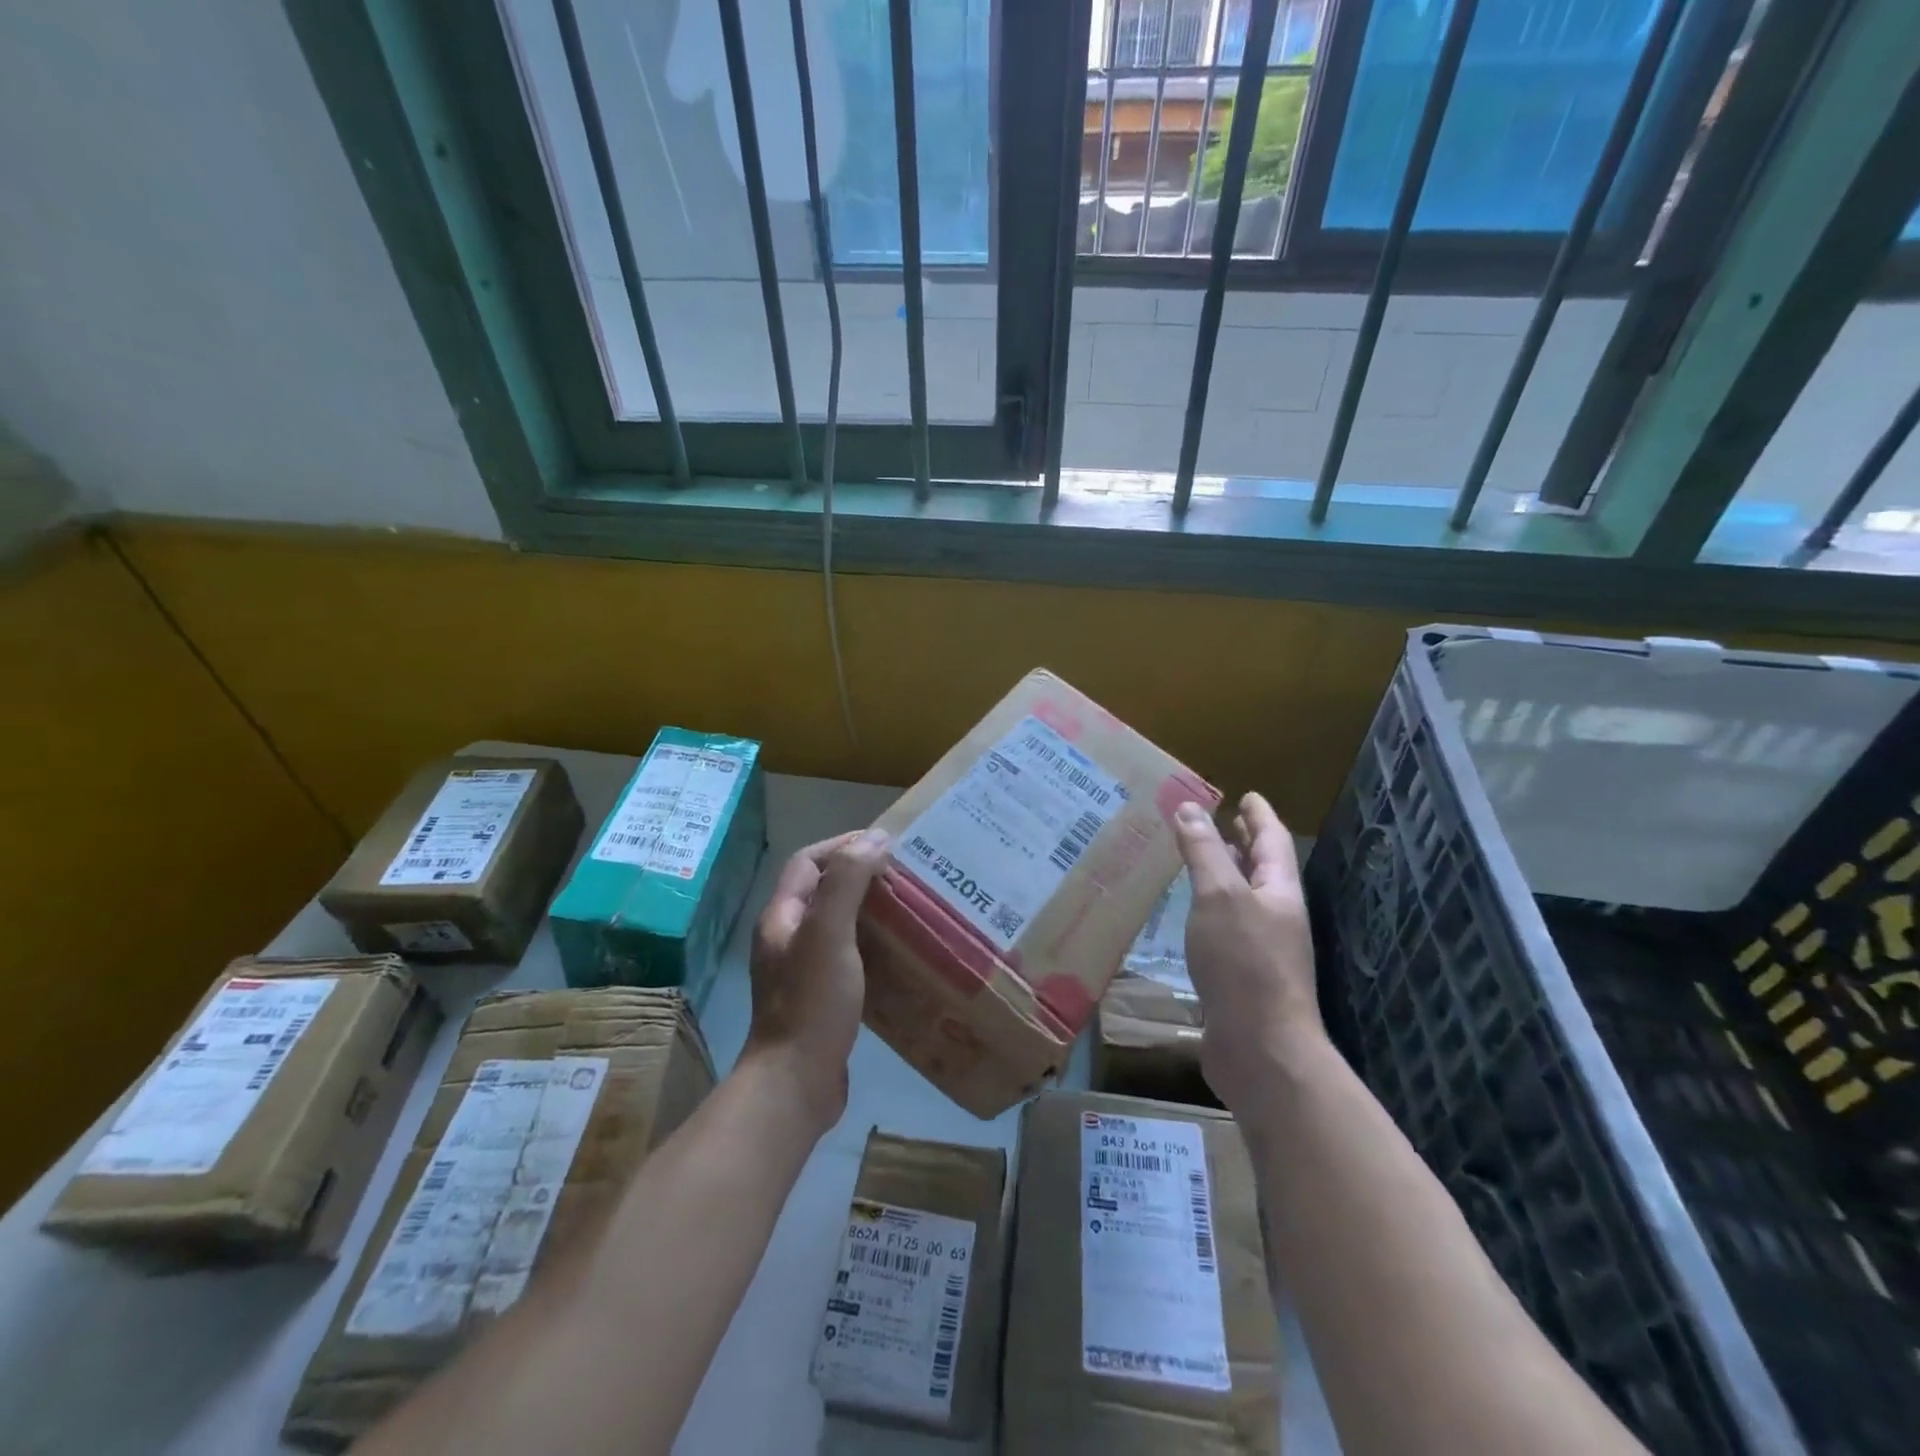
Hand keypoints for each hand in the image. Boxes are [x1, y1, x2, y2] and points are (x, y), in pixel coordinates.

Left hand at [742, 828, 890, 1136]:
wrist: (796, 1084)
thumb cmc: (812, 1002)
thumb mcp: (829, 934)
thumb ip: (847, 882)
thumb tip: (875, 837)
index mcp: (782, 917)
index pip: (808, 861)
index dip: (843, 845)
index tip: (885, 845)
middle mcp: (788, 938)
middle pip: (824, 890)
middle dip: (862, 877)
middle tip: (906, 876)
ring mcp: (803, 970)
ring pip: (839, 924)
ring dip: (871, 912)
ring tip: (911, 909)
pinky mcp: (821, 998)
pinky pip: (849, 956)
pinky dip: (874, 946)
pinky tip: (902, 954)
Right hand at [1173, 793, 1324, 1111]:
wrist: (1260, 1049)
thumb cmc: (1244, 963)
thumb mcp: (1219, 896)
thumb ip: (1204, 851)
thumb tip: (1189, 807)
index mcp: (1279, 891)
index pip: (1271, 840)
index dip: (1258, 815)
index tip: (1245, 795)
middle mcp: (1274, 915)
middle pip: (1260, 868)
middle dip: (1241, 843)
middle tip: (1217, 820)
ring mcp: (1260, 948)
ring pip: (1240, 899)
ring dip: (1222, 875)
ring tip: (1196, 859)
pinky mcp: (1239, 976)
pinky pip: (1222, 928)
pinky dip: (1207, 910)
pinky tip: (1186, 914)